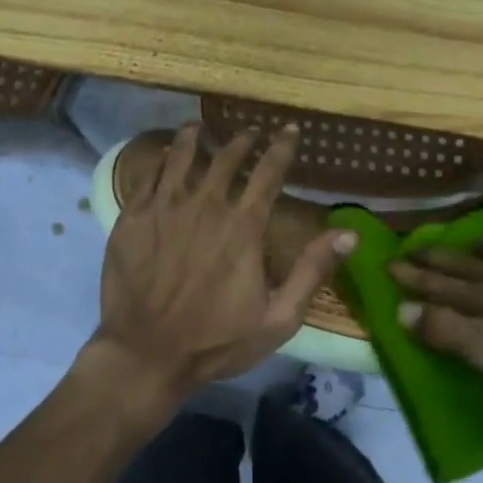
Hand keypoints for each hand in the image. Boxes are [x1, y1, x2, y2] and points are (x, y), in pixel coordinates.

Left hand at [94, 123, 355, 415]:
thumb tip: (349, 233)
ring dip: (196, 138)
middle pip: (227, 158)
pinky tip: (166, 155)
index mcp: (243, 226)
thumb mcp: (278, 318)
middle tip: (249, 133)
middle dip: (242, 140)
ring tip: (201, 128)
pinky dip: (162, 158)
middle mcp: (205, 205)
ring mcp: (164, 208)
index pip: (269, 172)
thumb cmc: (216, 340)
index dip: (282, 147)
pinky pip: (149, 174)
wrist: (145, 354)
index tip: (289, 130)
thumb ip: (313, 271)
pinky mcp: (133, 217)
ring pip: (183, 156)